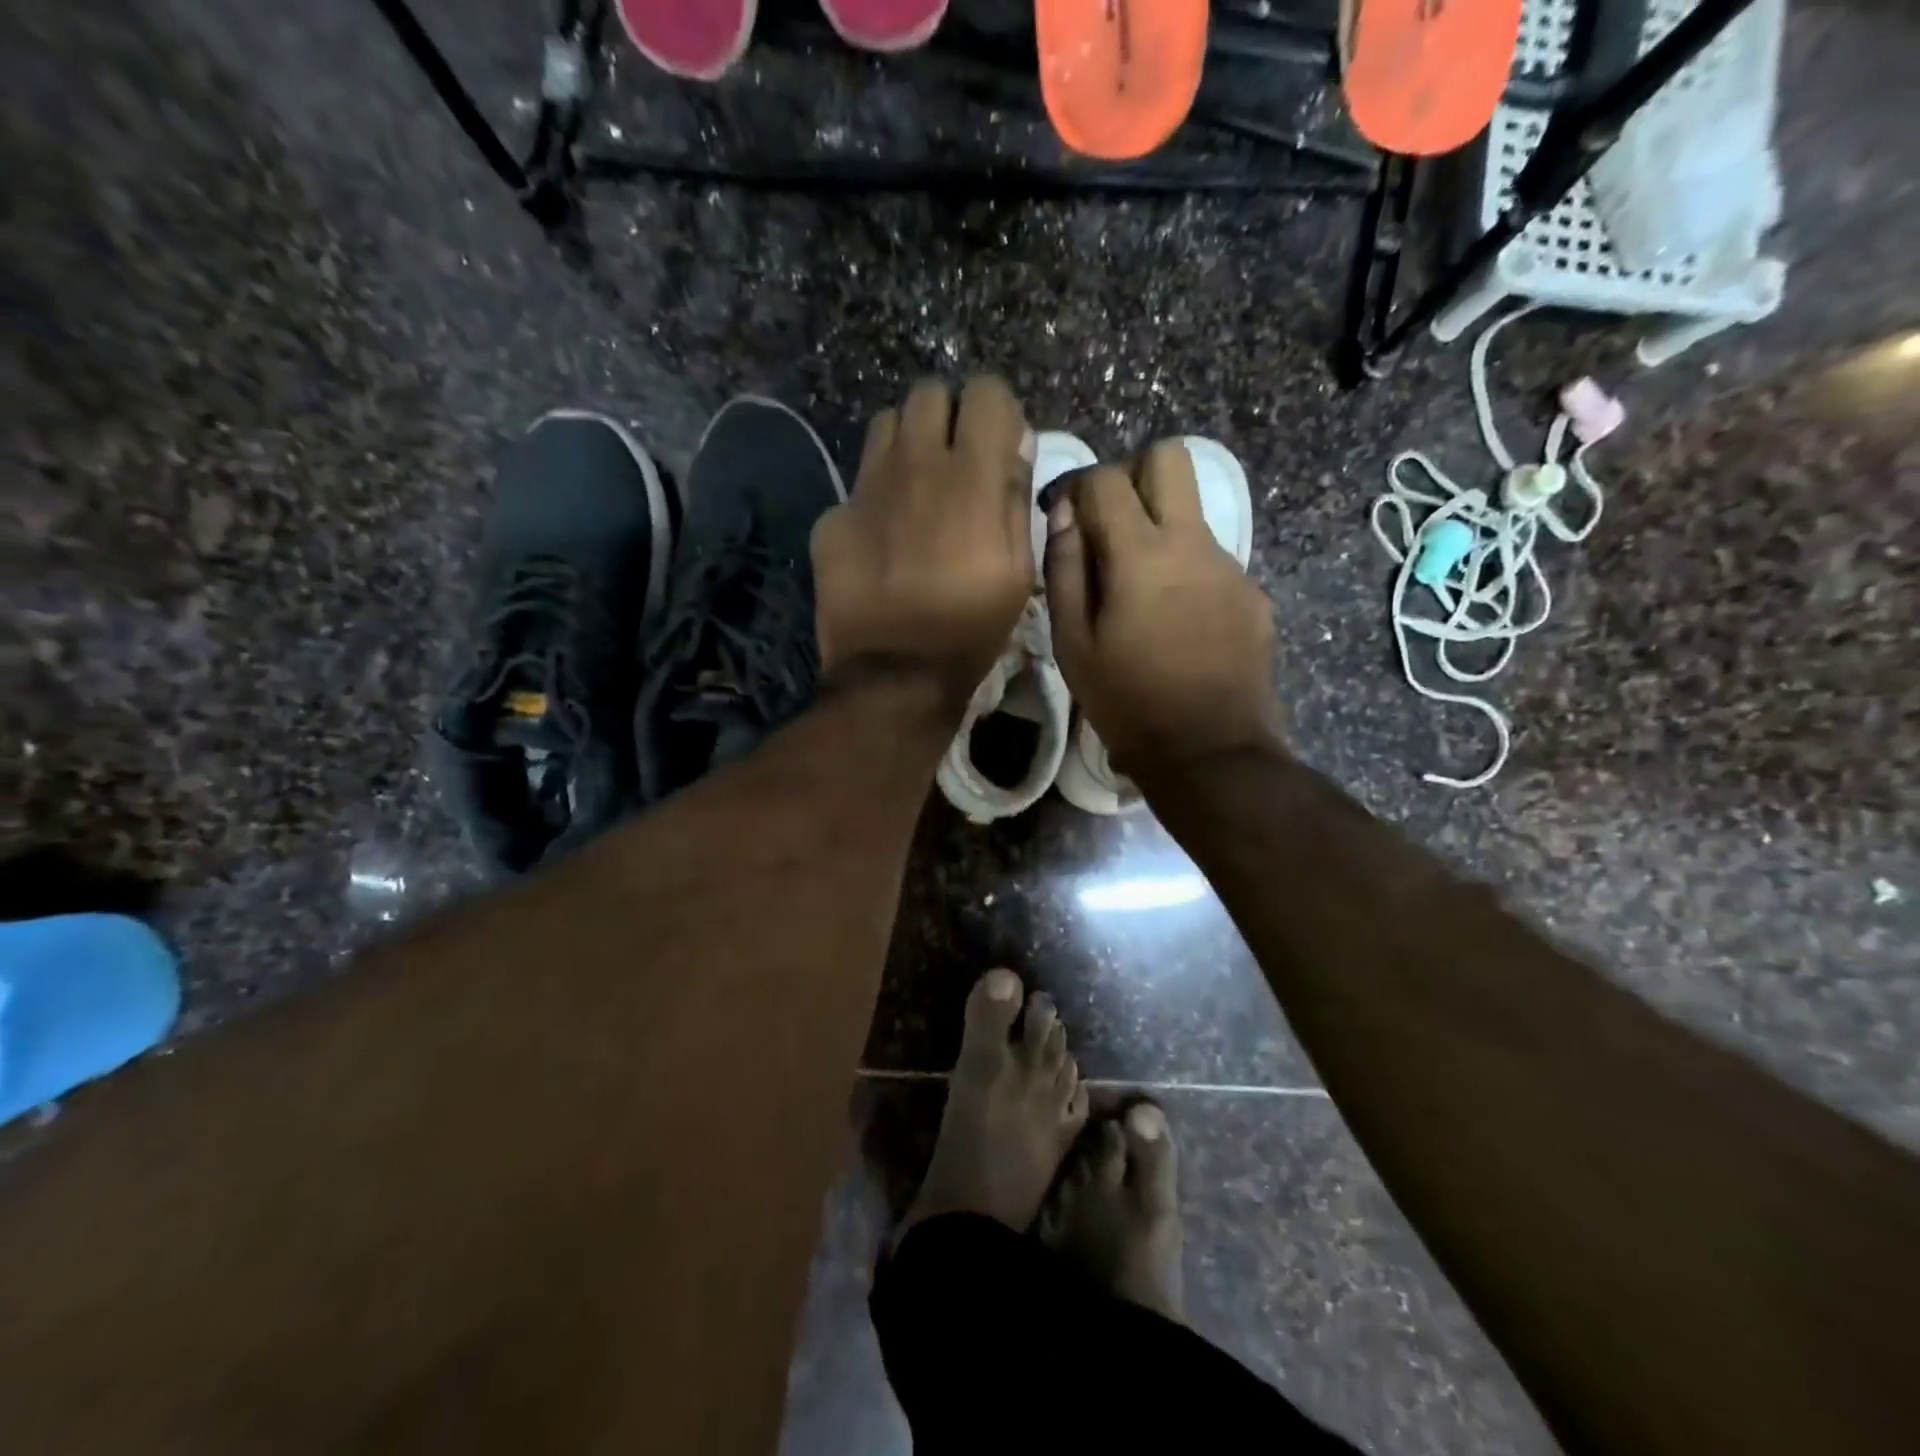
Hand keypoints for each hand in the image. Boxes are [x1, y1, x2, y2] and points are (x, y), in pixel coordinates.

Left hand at [812, 376, 1035, 705]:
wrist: (893, 674)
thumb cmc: (969, 627)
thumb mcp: (1018, 571)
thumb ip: (1015, 497)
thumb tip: (1014, 444)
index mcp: (969, 476)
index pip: (987, 392)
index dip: (998, 414)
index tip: (999, 448)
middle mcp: (914, 464)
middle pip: (929, 393)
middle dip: (949, 417)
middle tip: (956, 463)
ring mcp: (866, 488)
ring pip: (887, 425)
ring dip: (909, 444)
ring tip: (918, 489)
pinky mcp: (833, 517)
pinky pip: (858, 483)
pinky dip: (876, 497)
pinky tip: (883, 538)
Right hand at [1045, 441, 1280, 777]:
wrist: (1210, 752)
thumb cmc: (1127, 702)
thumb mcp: (1073, 644)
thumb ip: (1065, 570)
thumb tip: (1065, 516)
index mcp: (1142, 554)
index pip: (1108, 478)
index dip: (1079, 487)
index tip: (1068, 518)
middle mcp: (1193, 544)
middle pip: (1171, 458)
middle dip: (1134, 475)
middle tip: (1112, 526)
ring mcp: (1231, 567)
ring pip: (1193, 513)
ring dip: (1161, 531)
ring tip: (1141, 595)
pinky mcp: (1253, 595)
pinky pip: (1212, 561)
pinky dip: (1187, 573)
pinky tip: (1177, 625)